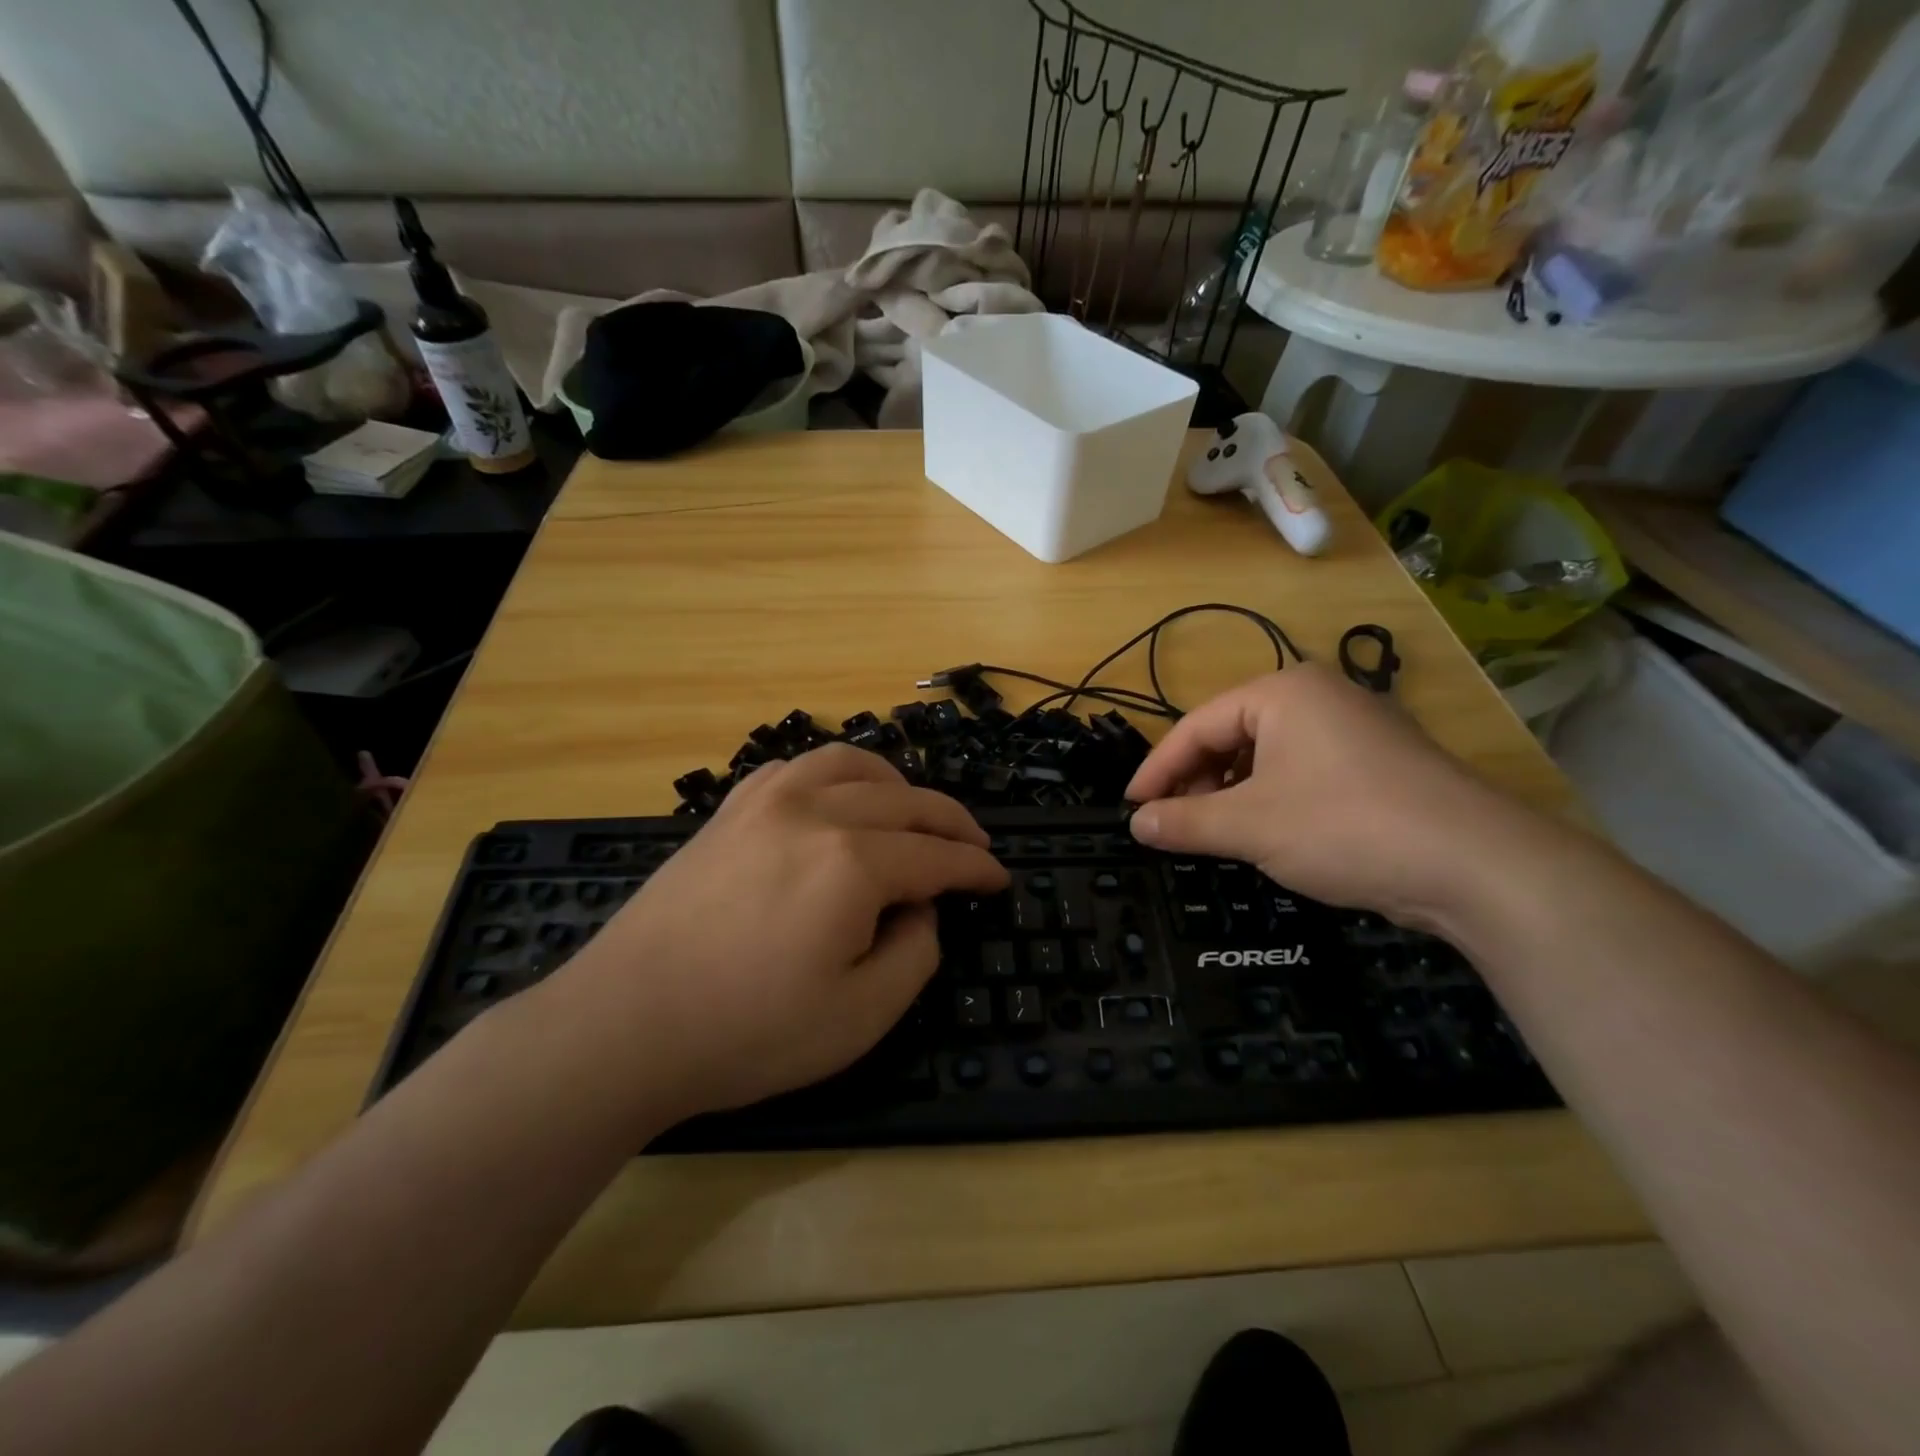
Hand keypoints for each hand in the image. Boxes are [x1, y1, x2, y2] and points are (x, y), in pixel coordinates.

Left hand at [555, 744, 1007, 1122]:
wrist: (624, 1025)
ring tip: (916, 810)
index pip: (937, 856)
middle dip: (952, 823)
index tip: (999, 880)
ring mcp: (765, 801)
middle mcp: (815, 812)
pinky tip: (841, 798)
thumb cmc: (746, 1032)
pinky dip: (838, 774)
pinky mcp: (730, 809)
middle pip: (906, 802)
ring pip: (853, 765)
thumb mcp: (859, 1017)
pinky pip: (798, 767)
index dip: (976, 869)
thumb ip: (915, 953)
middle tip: (976, 847)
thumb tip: (921, 908)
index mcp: (852, 863)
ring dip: (898, 784)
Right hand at [1126, 665, 1527, 928]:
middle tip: (1173, 825)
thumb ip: (1184, 822)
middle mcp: (1318, 696)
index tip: (1130, 808)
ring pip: (1267, 756)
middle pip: (1231, 736)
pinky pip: (1303, 771)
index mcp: (1282, 693)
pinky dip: (1272, 799)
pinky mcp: (1379, 763)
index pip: (1196, 727)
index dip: (1156, 770)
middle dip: (1197, 782)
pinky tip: (1268, 833)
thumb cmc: (1345, 827)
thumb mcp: (1250, 827)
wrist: (1477, 865)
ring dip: (1232, 794)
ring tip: (1216, 833)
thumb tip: (1137, 824)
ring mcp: (1355, 728)